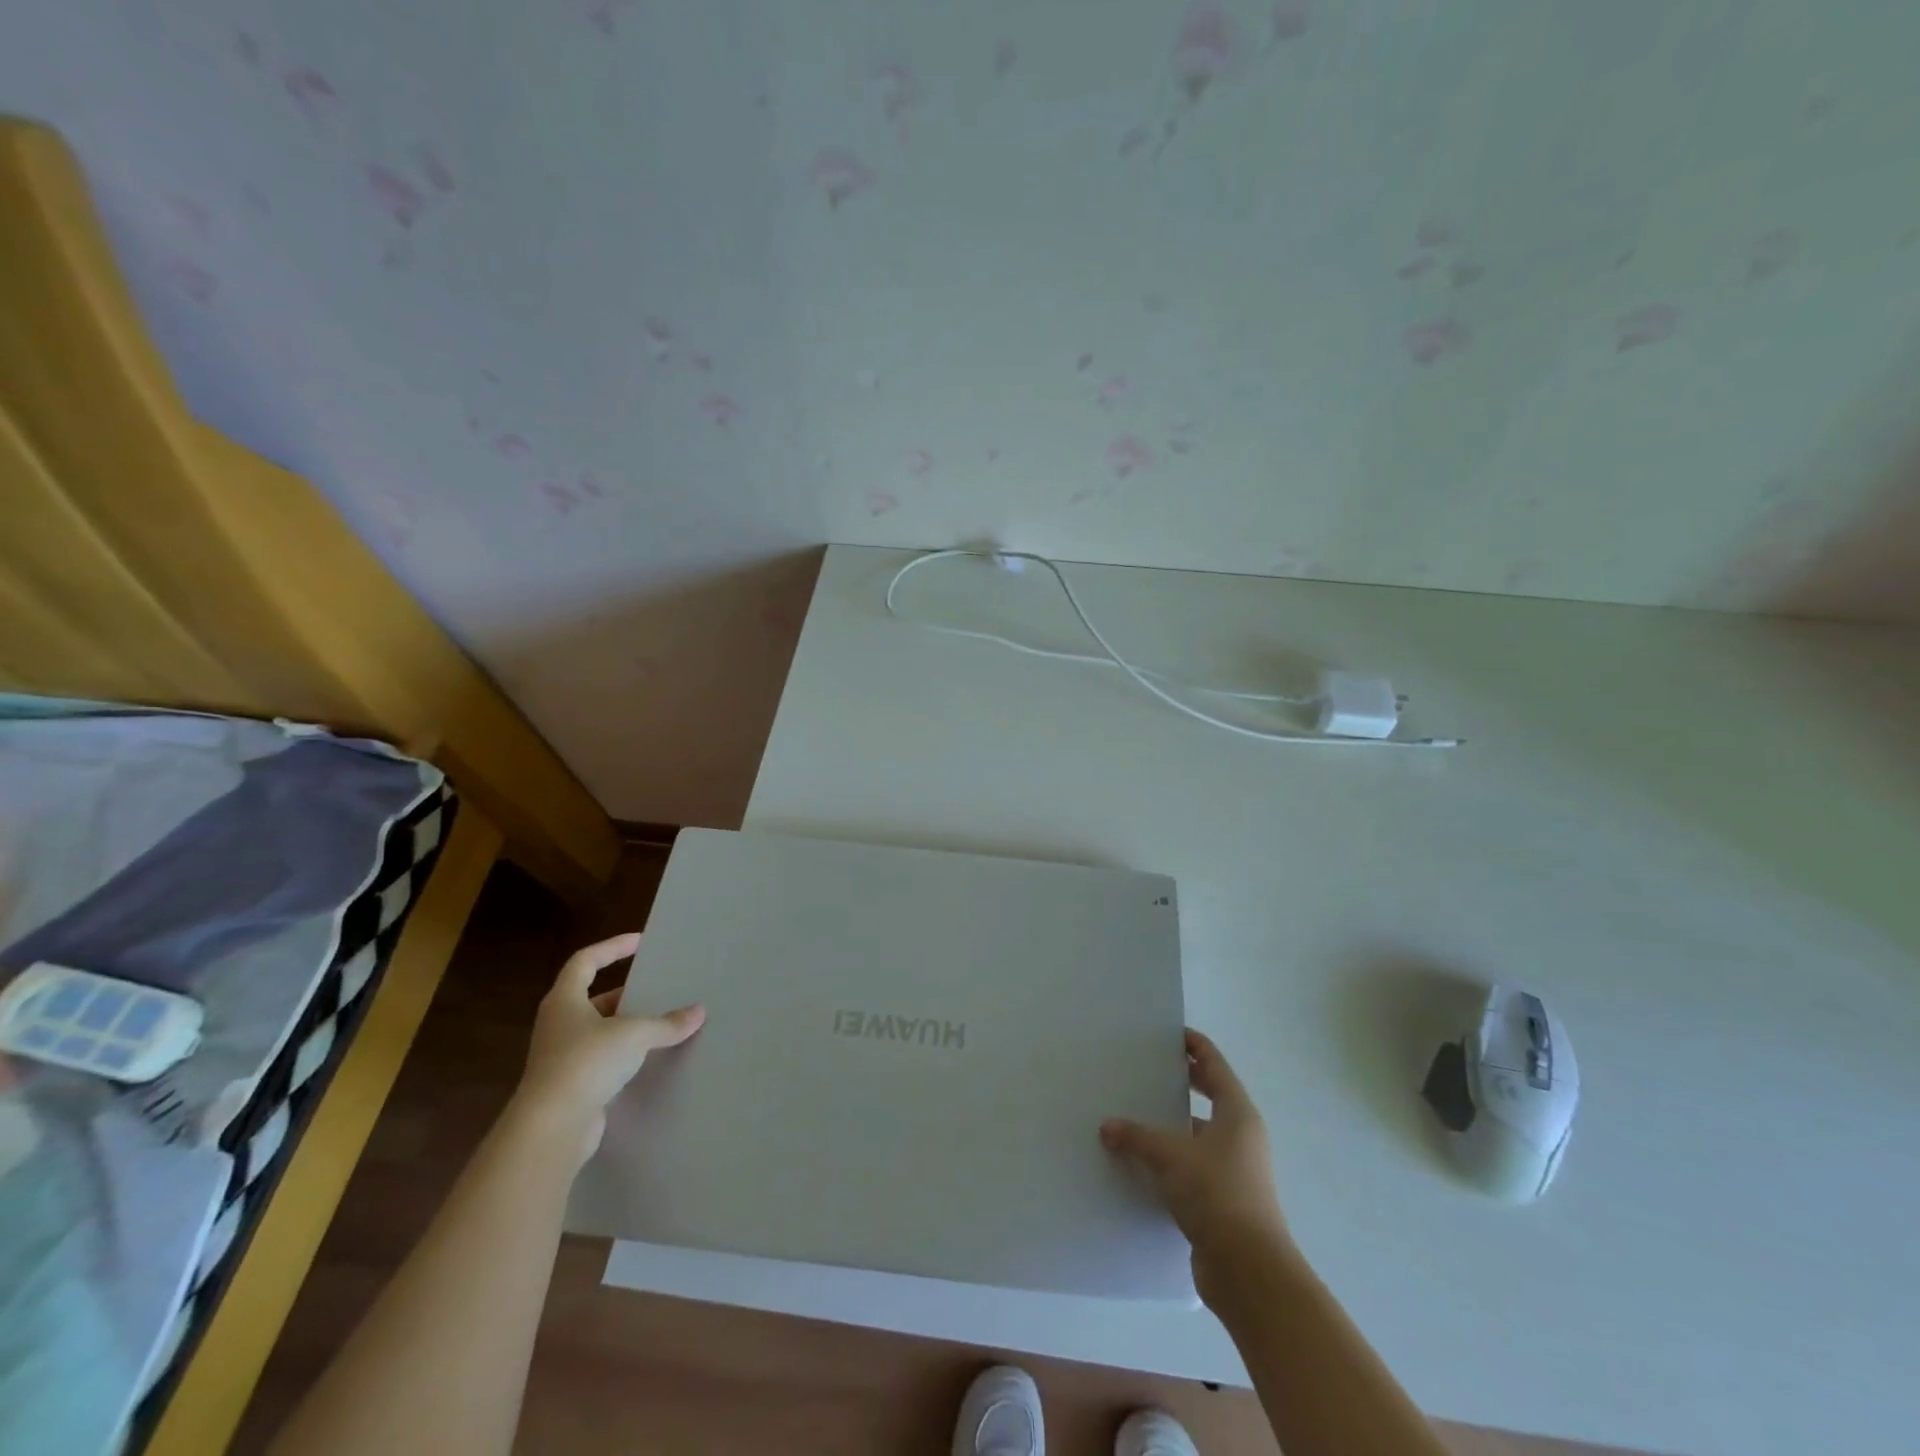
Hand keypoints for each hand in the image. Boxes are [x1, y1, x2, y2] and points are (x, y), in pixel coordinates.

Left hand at [515, 932, 704, 1162]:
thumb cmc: (586, 1063)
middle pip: (592, 997)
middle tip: (656, 987)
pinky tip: (648, 1058)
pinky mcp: (570, 1085)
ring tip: (660, 1021)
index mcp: (565, 1000)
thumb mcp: (634, 1035)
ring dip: (625, 1025)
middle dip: (625, 991)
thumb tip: (698, 1012)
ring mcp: (561, 1056)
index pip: (586, 961)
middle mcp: (558, 1024)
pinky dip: (623, 1054)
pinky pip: (601, 1059)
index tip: (640, 942)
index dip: (612, 947)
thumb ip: (667, 1023)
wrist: (552, 1128)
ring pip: (598, 1030)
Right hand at [1101, 1028, 1291, 1303]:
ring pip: (1197, 1135)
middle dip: (1181, 1083)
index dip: (1194, 1045)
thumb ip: (1137, 1136)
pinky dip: (1170, 1161)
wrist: (1249, 1271)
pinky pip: (1192, 1167)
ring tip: (1133, 1115)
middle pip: (1209, 1097)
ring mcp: (1234, 1170)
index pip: (1214, 1064)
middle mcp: (1240, 1136)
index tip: (1168, 1033)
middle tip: (1146, 1069)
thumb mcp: (1171, 1155)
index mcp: (1237, 1113)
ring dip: (1171, 1126)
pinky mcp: (1223, 1201)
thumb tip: (1107, 1127)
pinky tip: (1140, 1164)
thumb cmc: (1217, 1193)